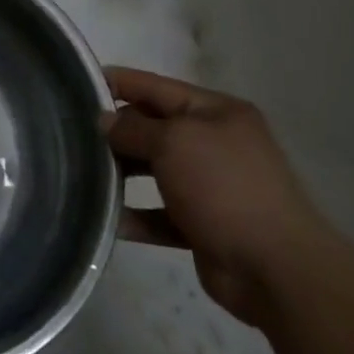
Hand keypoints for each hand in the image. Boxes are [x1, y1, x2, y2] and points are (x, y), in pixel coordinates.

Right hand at [104, 66, 334, 325]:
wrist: (277, 270)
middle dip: (118, 130)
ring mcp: (212, 186)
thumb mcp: (174, 142)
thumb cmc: (225, 187)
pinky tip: (110, 218)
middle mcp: (216, 143)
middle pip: (155, 128)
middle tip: (76, 133)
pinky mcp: (205, 225)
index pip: (157, 87)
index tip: (80, 83)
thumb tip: (105, 121)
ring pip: (156, 170)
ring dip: (124, 172)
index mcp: (217, 112)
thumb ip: (134, 128)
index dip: (120, 82)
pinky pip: (161, 213)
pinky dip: (138, 215)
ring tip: (85, 172)